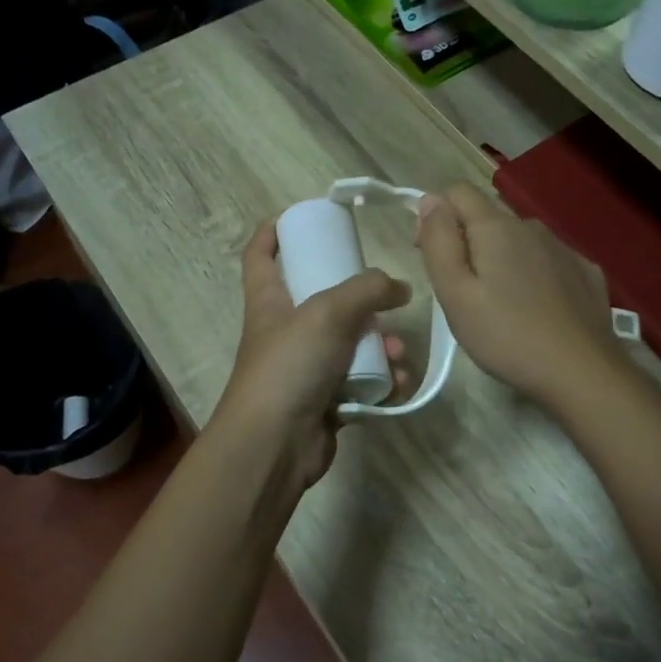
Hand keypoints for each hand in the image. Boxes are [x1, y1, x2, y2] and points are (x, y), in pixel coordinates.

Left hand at [211, 221, 410, 486]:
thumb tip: (399, 288)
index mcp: (269, 301)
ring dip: (381, 345)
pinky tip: (397, 385)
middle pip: (320, 299)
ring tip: (399, 353)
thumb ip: (368, 290)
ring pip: (350, 343)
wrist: (275, 444)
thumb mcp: (328, 312)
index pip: (260, 255)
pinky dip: (382, 381)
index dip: (273, 232)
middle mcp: (285, 330)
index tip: (300, 216)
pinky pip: (360, 381)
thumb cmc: (289, 366)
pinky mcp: (325, 400)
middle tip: (385, 298)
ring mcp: (305, 367)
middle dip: (359, 298)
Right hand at [414, 182, 621, 408]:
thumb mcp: (455, 293)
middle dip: (467, 243)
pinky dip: (534, 274)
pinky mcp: (586, 272)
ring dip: (501, 260)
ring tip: (499, 306)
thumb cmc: (506, 336)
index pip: (456, 191)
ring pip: (518, 240)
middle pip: (487, 218)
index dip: (435, 216)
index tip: (433, 256)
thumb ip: (439, 241)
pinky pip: (548, 260)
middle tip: (462, 294)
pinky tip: (537, 308)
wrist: (582, 372)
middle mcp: (532, 226)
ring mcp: (564, 248)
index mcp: (496, 227)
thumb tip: (430, 200)